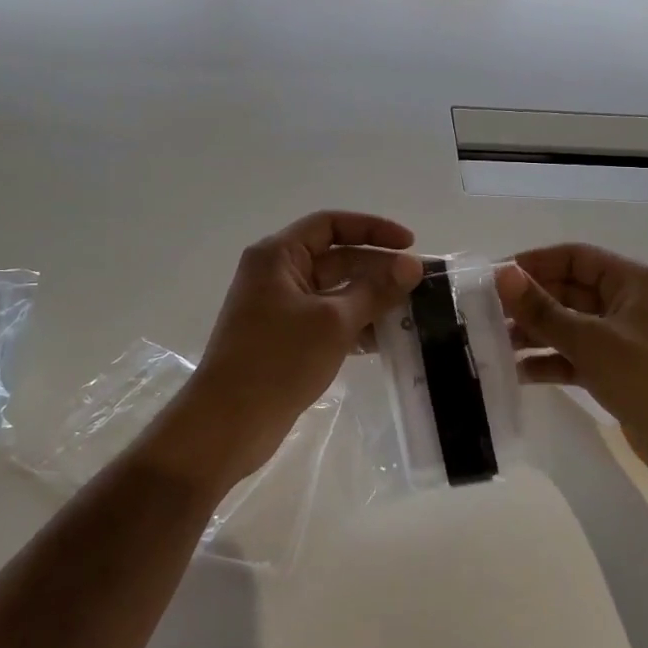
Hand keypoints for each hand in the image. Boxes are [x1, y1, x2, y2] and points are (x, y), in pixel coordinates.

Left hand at [144, 211, 421, 496]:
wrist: (228, 423)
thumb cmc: (278, 360)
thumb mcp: (334, 321)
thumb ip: (376, 290)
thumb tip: (412, 266)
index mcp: (278, 256)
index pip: (331, 224)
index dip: (373, 229)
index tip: (410, 245)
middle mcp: (277, 274)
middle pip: (336, 258)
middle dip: (378, 269)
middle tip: (420, 285)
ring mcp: (280, 308)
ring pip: (335, 292)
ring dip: (371, 300)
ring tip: (412, 313)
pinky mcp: (286, 339)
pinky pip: (328, 320)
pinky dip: (356, 325)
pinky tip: (388, 339)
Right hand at [496, 244, 647, 501]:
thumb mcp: (591, 341)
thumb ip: (543, 310)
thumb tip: (502, 275)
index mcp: (632, 282)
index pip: (574, 257)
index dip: (533, 263)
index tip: (493, 278)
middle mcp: (628, 304)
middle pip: (569, 292)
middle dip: (529, 303)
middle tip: (484, 315)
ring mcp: (624, 341)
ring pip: (570, 327)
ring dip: (535, 334)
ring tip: (492, 346)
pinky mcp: (620, 374)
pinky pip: (577, 358)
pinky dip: (551, 362)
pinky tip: (518, 373)